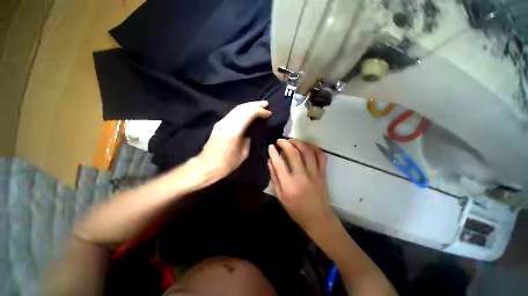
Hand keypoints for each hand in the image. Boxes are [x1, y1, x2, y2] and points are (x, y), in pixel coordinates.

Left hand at [196, 101, 271, 183]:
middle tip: (266, 104)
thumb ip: (248, 140)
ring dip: (249, 105)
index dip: (259, 112)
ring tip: (259, 105)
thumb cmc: (226, 164)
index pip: (248, 115)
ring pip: (237, 109)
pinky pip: (233, 113)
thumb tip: (251, 131)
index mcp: (233, 132)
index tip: (268, 113)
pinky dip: (243, 110)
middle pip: (242, 108)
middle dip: (255, 105)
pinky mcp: (219, 124)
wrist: (206, 166)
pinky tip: (248, 111)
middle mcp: (226, 124)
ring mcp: (221, 123)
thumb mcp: (243, 154)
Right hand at [267, 139, 335, 233]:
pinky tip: (307, 146)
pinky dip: (314, 148)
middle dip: (285, 143)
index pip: (279, 164)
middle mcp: (302, 177)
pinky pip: (321, 156)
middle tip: (280, 141)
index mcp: (289, 185)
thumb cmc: (296, 210)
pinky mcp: (323, 173)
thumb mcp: (280, 196)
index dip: (273, 153)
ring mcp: (315, 174)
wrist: (318, 218)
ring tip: (292, 141)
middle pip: (294, 154)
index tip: (271, 146)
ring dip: (299, 142)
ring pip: (308, 151)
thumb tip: (270, 161)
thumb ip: (274, 177)